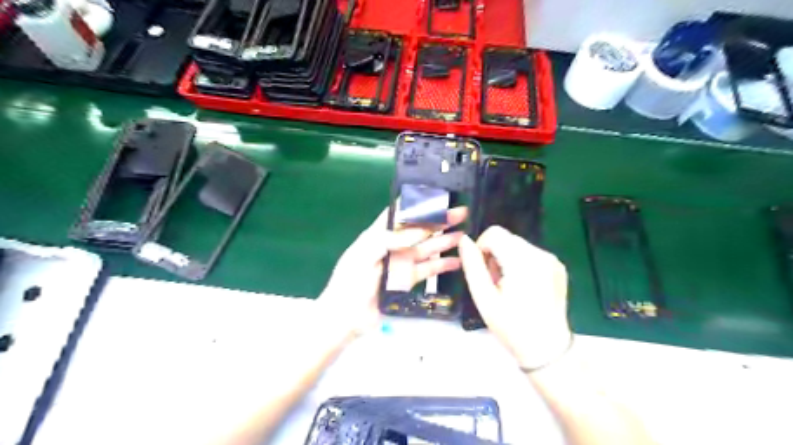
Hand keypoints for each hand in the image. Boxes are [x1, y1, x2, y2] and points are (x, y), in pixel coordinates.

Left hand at [319, 208, 465, 334]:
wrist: (345, 318)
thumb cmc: (349, 282)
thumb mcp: (364, 255)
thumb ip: (390, 240)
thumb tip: (418, 230)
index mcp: (377, 235)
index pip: (400, 213)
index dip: (418, 204)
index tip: (438, 197)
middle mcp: (392, 246)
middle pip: (418, 230)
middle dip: (439, 221)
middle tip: (461, 213)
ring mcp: (400, 264)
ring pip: (426, 249)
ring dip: (444, 241)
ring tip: (464, 235)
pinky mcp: (406, 281)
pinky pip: (427, 270)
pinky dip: (442, 265)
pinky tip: (457, 261)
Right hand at [459, 227, 570, 368]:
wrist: (547, 349)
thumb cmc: (511, 326)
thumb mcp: (483, 298)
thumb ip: (472, 265)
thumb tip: (464, 240)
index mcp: (522, 261)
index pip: (494, 233)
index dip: (482, 248)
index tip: (484, 273)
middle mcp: (541, 254)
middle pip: (506, 238)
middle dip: (495, 255)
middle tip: (496, 284)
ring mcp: (552, 260)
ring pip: (518, 245)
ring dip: (507, 259)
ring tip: (509, 287)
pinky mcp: (558, 266)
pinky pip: (531, 254)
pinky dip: (521, 263)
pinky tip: (523, 287)